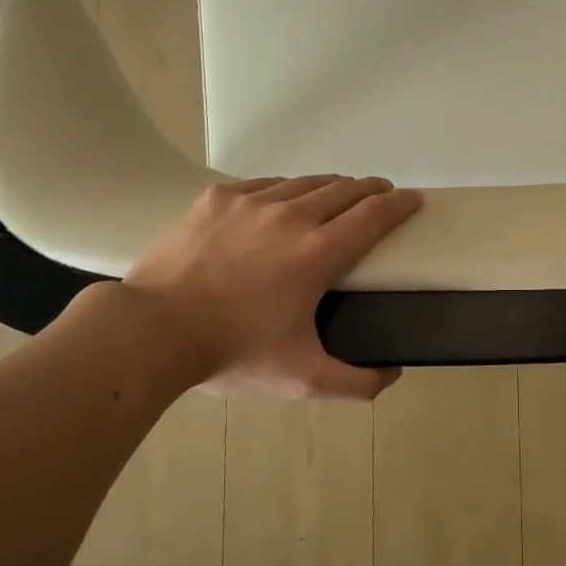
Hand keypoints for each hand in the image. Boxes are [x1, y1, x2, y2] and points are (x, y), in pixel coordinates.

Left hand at [125, 175, 422, 398]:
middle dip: (370, 189)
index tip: (413, 198)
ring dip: (331, 186)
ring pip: (305, 182)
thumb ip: (357, 383)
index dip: (399, 203)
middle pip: (344, 189)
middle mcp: (291, 217)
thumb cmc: (233, 353)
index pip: (373, 215)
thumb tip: (393, 374)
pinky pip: (265, 184)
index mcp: (318, 254)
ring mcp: (250, 203)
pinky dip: (287, 189)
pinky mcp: (216, 200)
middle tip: (380, 195)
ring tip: (338, 195)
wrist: (152, 331)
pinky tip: (284, 199)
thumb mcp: (303, 380)